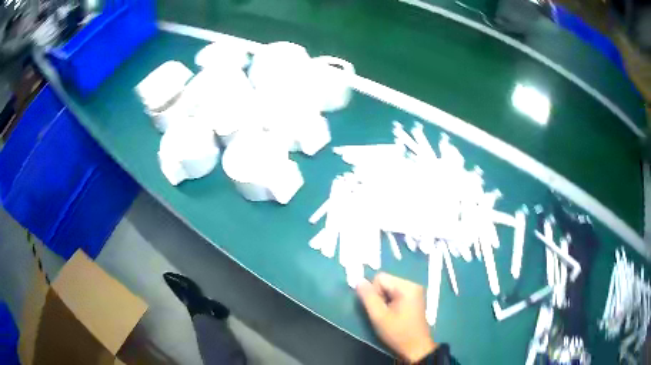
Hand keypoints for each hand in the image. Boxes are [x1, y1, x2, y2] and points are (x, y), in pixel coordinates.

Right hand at [356, 272, 435, 362]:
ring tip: (388, 315)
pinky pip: (396, 293)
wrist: (416, 347)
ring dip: (384, 300)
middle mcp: (413, 284)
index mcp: (407, 286)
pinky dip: (390, 302)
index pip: (380, 278)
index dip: (373, 293)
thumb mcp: (379, 316)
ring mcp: (415, 291)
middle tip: (383, 313)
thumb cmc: (397, 333)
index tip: (378, 309)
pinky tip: (394, 315)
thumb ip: (368, 297)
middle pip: (385, 282)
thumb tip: (358, 280)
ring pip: (389, 288)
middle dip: (379, 296)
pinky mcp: (414, 298)